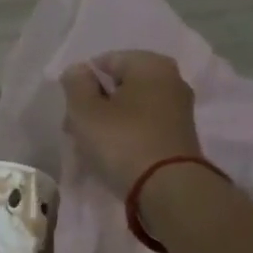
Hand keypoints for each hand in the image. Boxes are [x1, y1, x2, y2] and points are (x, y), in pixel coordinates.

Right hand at [60, 51, 203, 196]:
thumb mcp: (85, 111)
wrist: (169, 190)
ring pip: (130, 108)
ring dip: (109, 123)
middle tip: (78, 131)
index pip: (105, 62)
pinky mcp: (180, 137)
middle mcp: (171, 80)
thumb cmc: (122, 142)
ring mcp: (179, 110)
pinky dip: (126, 136)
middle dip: (95, 105)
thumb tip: (79, 71)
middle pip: (119, 86)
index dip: (82, 85)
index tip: (72, 111)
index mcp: (151, 64)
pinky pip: (143, 127)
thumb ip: (76, 84)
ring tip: (92, 148)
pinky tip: (113, 156)